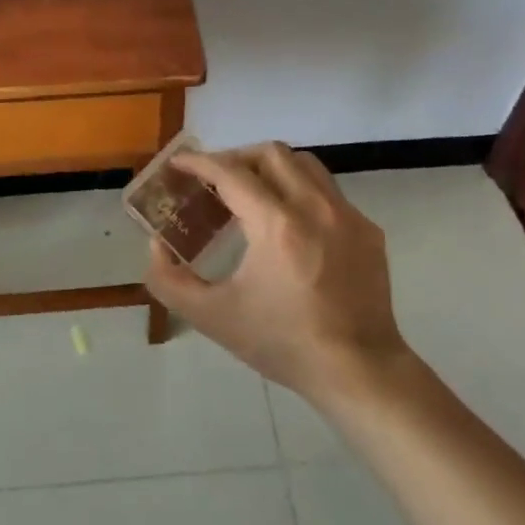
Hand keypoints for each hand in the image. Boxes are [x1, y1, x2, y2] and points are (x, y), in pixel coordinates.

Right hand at [144, 142, 416, 408]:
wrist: (358, 370)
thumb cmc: (282, 343)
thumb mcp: (212, 318)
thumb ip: (169, 280)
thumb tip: (156, 245)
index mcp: (276, 225)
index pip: (230, 172)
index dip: (199, 162)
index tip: (178, 163)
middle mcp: (315, 207)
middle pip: (271, 154)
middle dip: (236, 157)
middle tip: (214, 180)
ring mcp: (347, 216)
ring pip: (305, 165)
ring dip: (271, 168)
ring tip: (251, 193)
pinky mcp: (367, 230)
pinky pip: (328, 192)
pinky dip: (300, 193)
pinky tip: (290, 225)